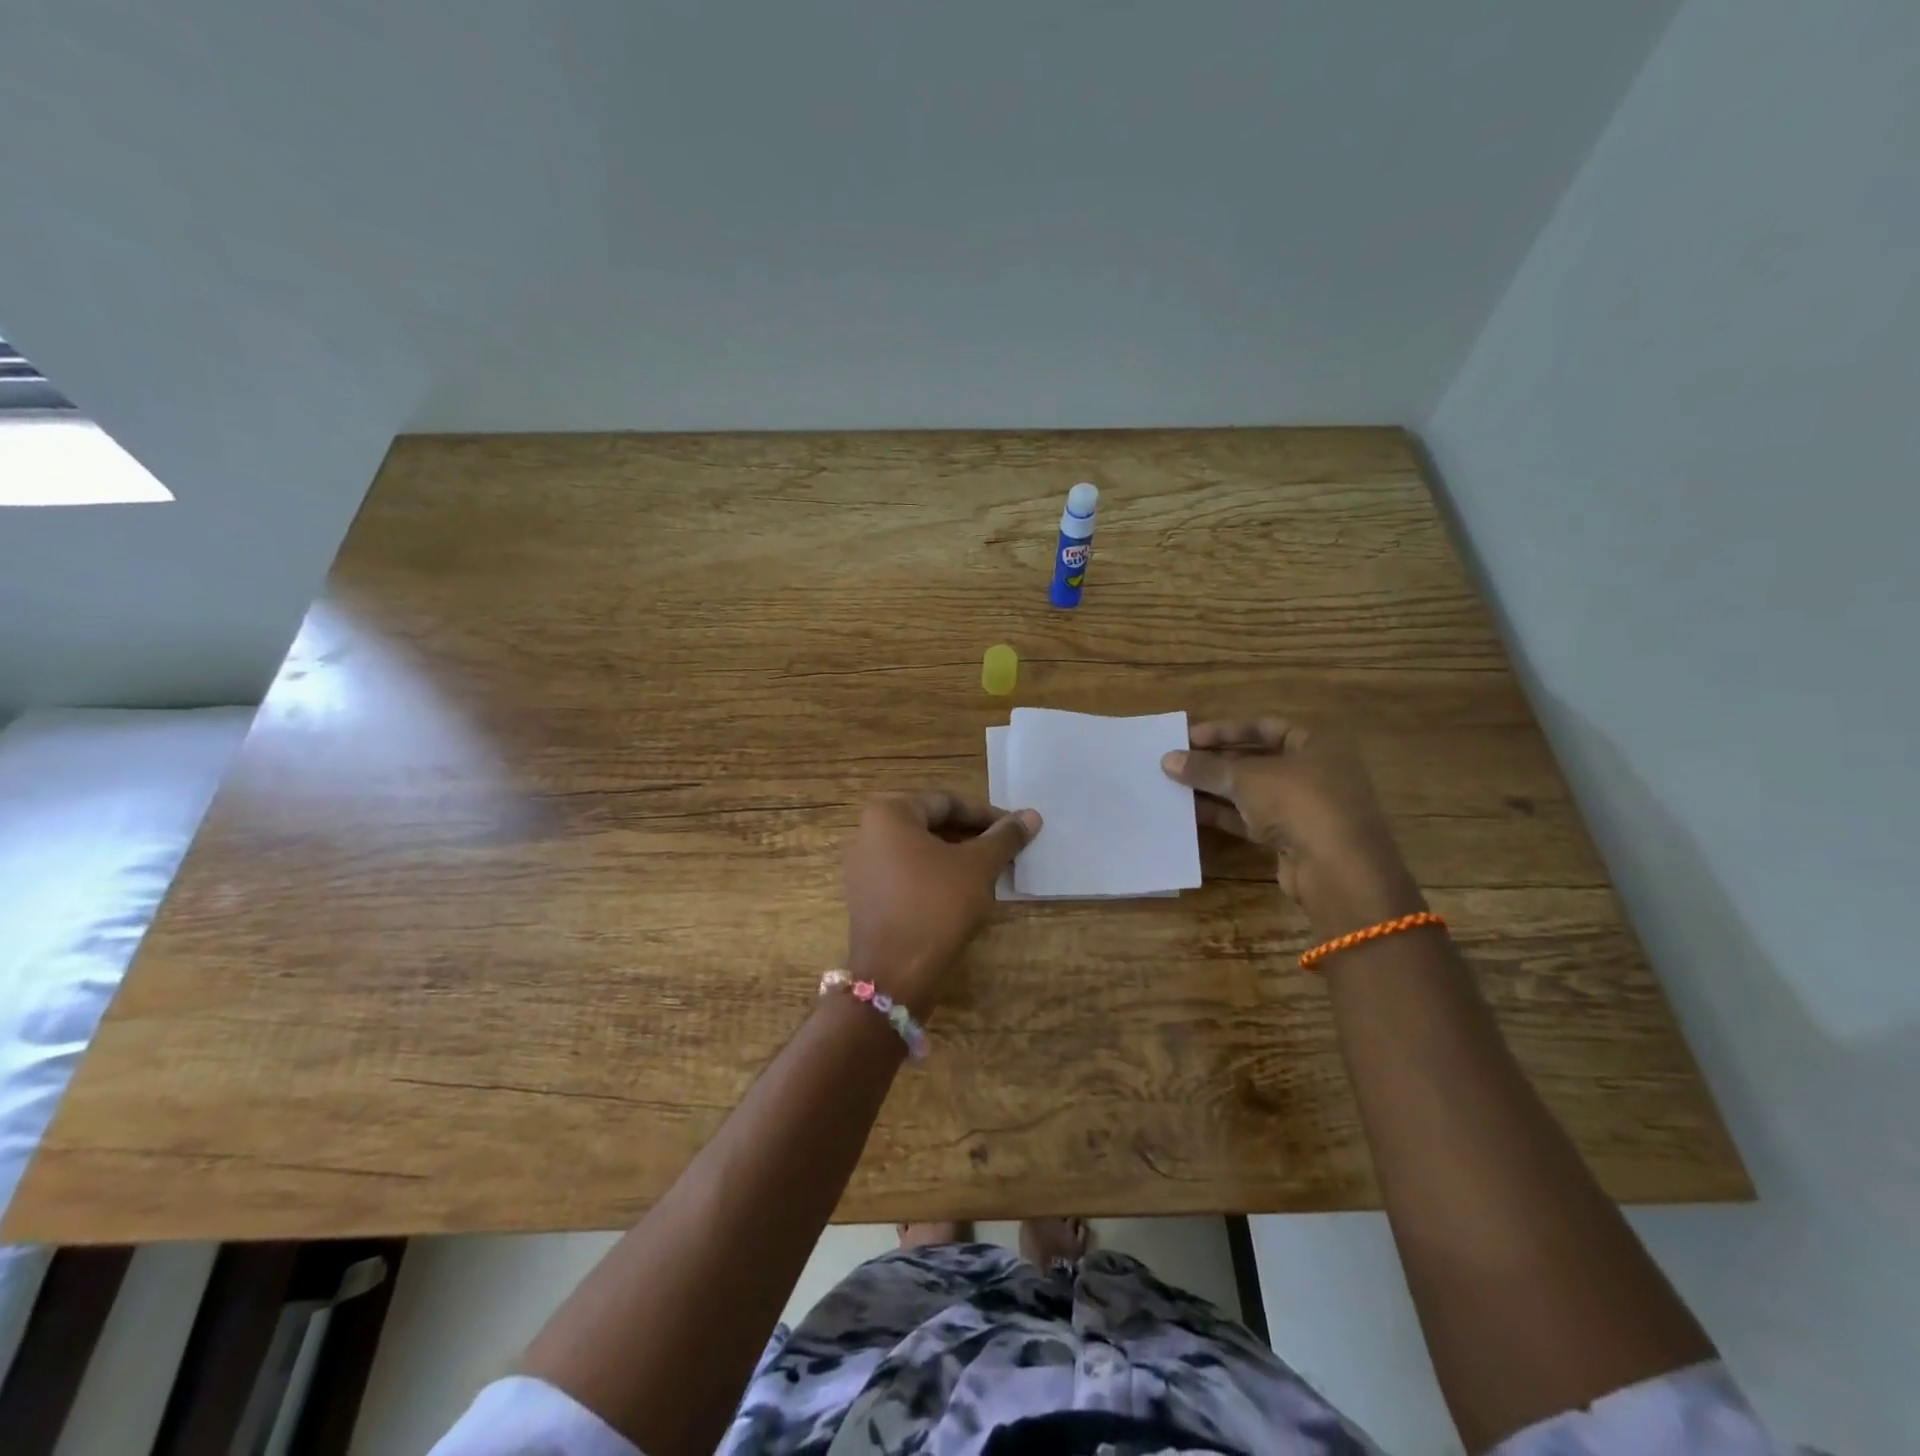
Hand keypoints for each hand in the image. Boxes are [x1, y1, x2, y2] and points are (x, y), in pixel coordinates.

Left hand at [843, 793, 1040, 1014]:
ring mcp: (862, 867)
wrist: (895, 975)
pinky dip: (936, 876)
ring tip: (991, 872)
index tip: (1016, 829)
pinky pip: (906, 874)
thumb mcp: (978, 867)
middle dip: (971, 837)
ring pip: (920, 851)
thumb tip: (1032, 815)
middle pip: (931, 824)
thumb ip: (1004, 837)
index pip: (947, 803)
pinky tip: (964, 893)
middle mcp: (867, 833)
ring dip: (956, 857)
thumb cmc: (937, 906)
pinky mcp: (867, 897)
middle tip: (1006, 850)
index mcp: (888, 814)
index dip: (986, 815)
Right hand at [1161, 717, 1421, 935]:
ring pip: (1252, 791)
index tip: (1188, 737)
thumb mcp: (1246, 778)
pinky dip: (1224, 814)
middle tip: (1177, 762)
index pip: (1265, 726)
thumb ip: (1206, 768)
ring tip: (1175, 787)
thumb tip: (1167, 760)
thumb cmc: (1298, 802)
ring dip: (1216, 789)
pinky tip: (1191, 813)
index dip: (1225, 730)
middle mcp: (1315, 770)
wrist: (1337, 869)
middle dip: (1216, 761)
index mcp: (1316, 743)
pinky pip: (1252, 819)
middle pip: (1257, 759)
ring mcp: (1305, 807)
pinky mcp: (1293, 838)